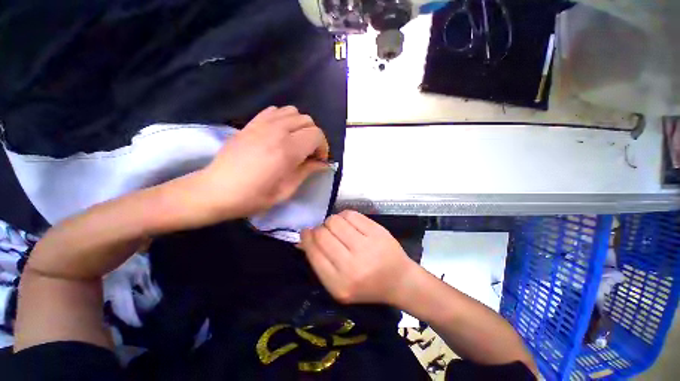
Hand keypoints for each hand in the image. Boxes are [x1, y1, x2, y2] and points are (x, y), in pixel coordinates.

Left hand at [197, 106, 329, 219]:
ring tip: (296, 142)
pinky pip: (275, 111)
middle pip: (308, 120)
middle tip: (309, 153)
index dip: (323, 147)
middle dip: (314, 137)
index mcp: (288, 150)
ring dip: (301, 126)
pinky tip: (280, 134)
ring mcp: (262, 124)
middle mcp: (277, 131)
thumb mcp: (286, 190)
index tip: (318, 161)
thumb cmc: (253, 196)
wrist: (216, 190)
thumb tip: (324, 164)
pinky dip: (284, 119)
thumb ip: (307, 172)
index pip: (317, 135)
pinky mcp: (251, 123)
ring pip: (293, 112)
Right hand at [300, 211, 417, 304]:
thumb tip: (303, 238)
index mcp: (339, 284)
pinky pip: (350, 214)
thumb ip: (320, 261)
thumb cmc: (366, 285)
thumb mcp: (338, 284)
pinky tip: (348, 223)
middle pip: (323, 234)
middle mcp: (352, 266)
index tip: (306, 232)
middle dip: (319, 229)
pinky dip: (344, 216)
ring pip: (335, 221)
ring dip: (331, 221)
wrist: (399, 280)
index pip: (314, 252)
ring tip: (338, 228)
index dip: (307, 238)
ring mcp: (367, 246)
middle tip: (324, 231)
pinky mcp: (377, 232)